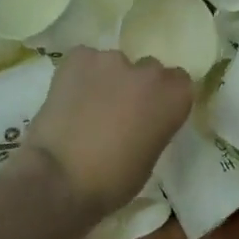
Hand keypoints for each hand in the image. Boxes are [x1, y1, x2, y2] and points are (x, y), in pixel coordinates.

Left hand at [24, 47, 192, 216]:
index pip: (179, 82)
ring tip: (86, 106)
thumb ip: (154, 126)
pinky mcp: (78, 57)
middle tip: (117, 111)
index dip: (162, 97)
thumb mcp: (150, 156)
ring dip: (107, 80)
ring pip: (114, 65)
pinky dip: (79, 75)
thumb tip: (141, 120)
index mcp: (175, 96)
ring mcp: (113, 59)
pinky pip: (84, 61)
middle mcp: (150, 71)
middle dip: (136, 86)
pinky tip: (68, 97)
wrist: (59, 179)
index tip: (150, 114)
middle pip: (148, 70)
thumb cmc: (112, 181)